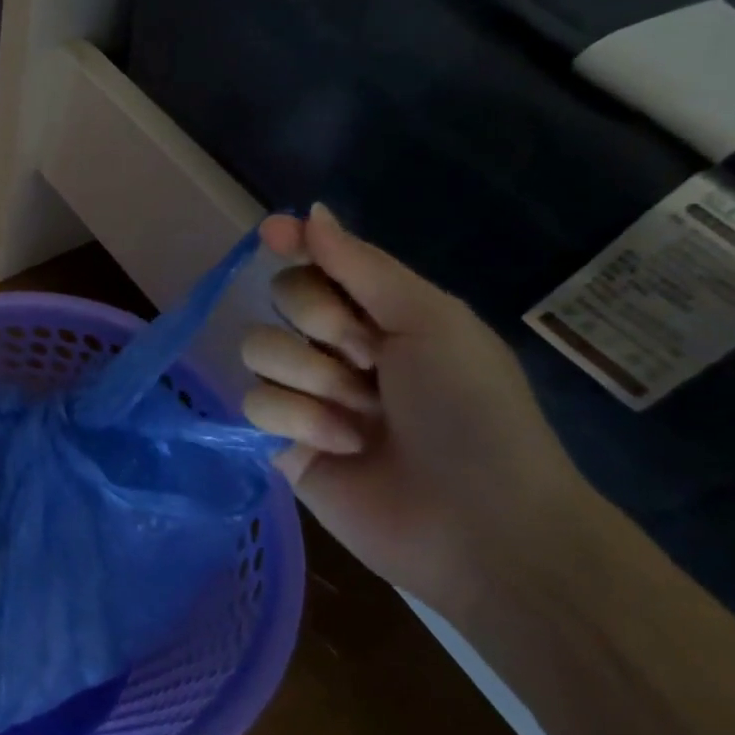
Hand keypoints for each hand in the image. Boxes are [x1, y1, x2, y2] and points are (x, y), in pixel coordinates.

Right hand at [239, 203, 596, 612]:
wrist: (482, 524)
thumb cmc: (472, 412)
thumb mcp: (432, 322)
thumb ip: (363, 266)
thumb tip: (310, 211)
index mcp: (381, 314)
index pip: (317, 262)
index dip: (294, 245)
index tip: (273, 234)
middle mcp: (337, 348)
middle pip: (281, 298)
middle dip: (322, 323)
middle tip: (370, 357)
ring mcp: (305, 394)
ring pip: (258, 348)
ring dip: (312, 377)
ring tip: (361, 416)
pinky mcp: (279, 440)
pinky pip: (253, 401)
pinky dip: (298, 419)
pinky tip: (341, 446)